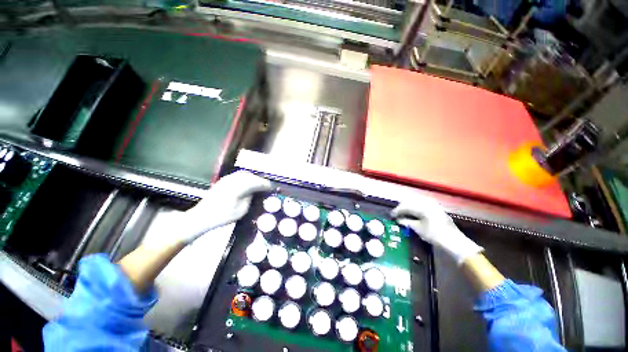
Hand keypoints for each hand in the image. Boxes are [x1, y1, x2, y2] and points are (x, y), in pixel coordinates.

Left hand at [181, 170, 271, 243]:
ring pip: (244, 174)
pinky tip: (248, 183)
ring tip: (258, 185)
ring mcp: (227, 179)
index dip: (265, 184)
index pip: (256, 182)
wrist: (202, 216)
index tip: (271, 187)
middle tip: (266, 186)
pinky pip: (238, 176)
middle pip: (251, 176)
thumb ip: (250, 198)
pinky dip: (246, 178)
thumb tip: (255, 192)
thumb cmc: (223, 216)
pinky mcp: (223, 180)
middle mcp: (233, 180)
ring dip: (253, 178)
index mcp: (238, 188)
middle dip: (260, 180)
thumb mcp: (241, 210)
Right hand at [391, 196, 481, 264]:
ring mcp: (433, 205)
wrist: (454, 241)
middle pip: (410, 201)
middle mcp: (427, 203)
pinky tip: (413, 213)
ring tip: (404, 213)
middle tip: (397, 214)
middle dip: (402, 207)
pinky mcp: (437, 208)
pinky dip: (416, 207)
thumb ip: (407, 222)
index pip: (405, 206)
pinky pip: (422, 204)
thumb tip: (398, 220)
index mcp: (422, 207)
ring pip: (416, 202)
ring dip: (408, 206)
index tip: (391, 215)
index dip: (397, 210)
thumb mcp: (418, 229)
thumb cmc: (435, 235)